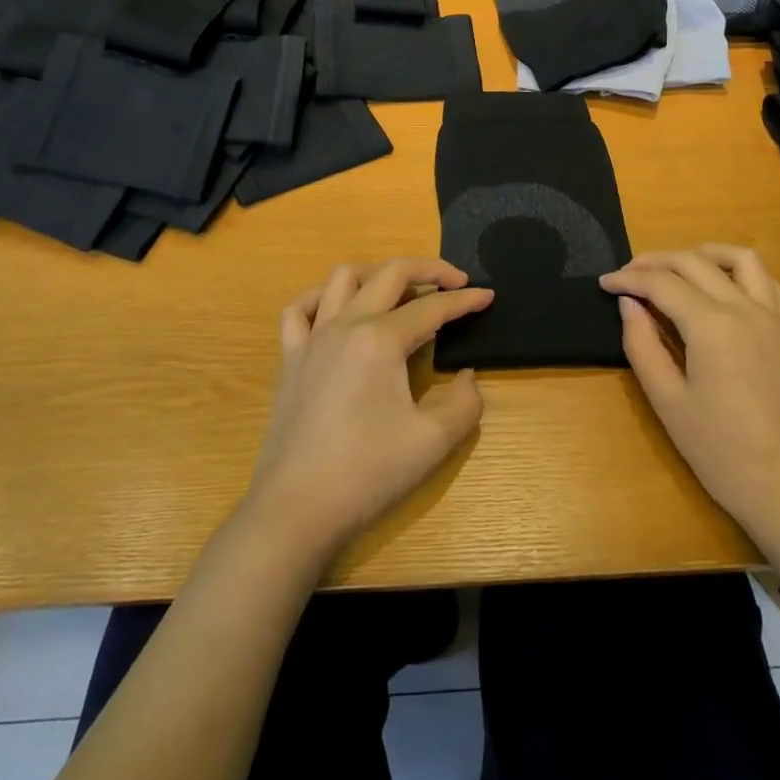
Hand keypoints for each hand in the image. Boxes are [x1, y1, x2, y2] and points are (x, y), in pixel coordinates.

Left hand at [244, 258, 492, 559]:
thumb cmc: (368, 473)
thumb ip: (465, 403)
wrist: (296, 510)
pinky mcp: (290, 360)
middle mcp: (345, 325)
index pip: (432, 308)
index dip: (465, 300)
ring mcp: (312, 339)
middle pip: (390, 273)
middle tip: (455, 281)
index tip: (489, 296)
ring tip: (400, 290)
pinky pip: (300, 310)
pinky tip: (338, 310)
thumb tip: (466, 377)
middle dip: (428, 269)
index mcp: (380, 340)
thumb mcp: (434, 442)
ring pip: (342, 278)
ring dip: (376, 273)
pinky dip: (322, 298)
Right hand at [600, 245, 779, 548]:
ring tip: (678, 266)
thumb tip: (628, 305)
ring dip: (704, 254)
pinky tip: (729, 289)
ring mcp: (776, 319)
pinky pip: (773, 286)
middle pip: (695, 263)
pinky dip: (746, 275)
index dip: (628, 279)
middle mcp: (746, 309)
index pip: (661, 284)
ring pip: (741, 260)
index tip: (604, 283)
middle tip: (629, 275)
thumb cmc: (720, 452)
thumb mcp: (667, 401)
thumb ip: (642, 345)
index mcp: (711, 325)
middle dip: (656, 262)